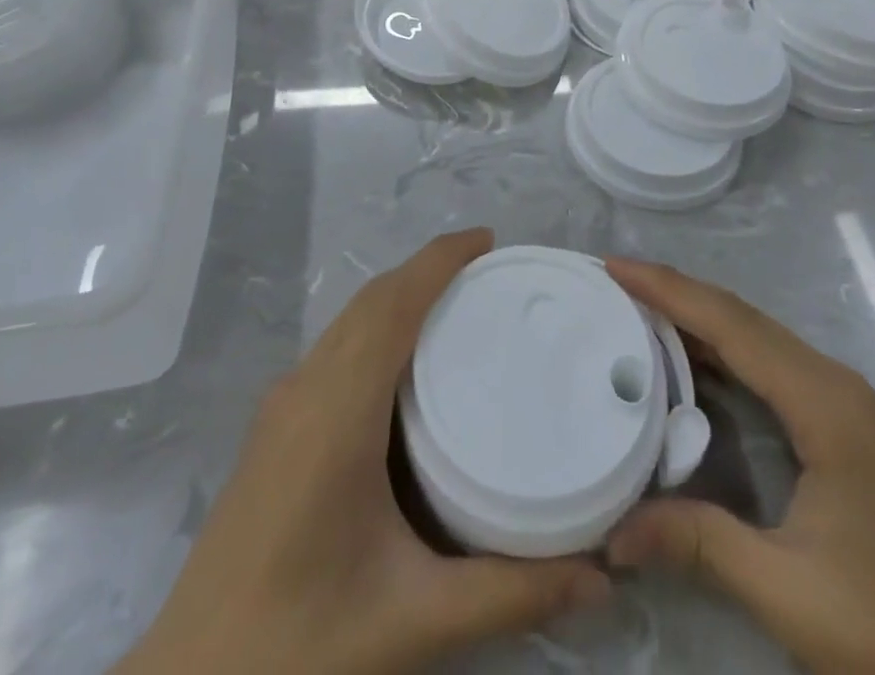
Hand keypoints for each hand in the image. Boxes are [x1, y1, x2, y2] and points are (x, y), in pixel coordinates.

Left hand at [119, 230, 610, 674]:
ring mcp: (281, 406)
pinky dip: (377, 327)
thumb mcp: (415, 620)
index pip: (392, 305)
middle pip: (371, 301)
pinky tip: (405, 364)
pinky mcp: (273, 429)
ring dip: (400, 296)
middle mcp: (304, 389)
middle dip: (428, 270)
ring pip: (349, 321)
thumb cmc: (299, 646)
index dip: (439, 260)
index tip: (490, 241)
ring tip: (459, 305)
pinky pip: (335, 349)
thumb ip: (510, 593)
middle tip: (490, 273)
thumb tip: (601, 578)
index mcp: (336, 411)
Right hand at [604, 260, 874, 674]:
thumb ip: (700, 546)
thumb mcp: (791, 594)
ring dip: (696, 314)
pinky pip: (768, 361)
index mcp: (820, 402)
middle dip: (674, 290)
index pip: (730, 324)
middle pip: (740, 315)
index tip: (613, 268)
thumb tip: (613, 533)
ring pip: (755, 333)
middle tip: (613, 279)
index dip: (668, 290)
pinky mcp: (841, 421)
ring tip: (637, 306)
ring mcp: (840, 399)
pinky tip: (690, 360)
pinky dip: (721, 347)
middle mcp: (830, 382)